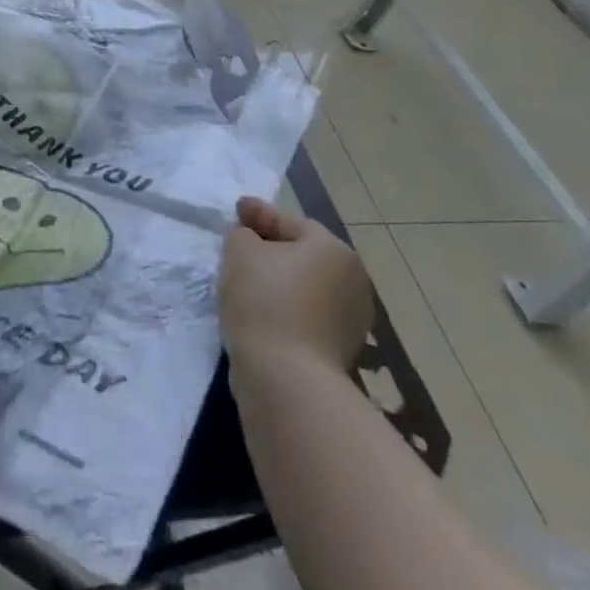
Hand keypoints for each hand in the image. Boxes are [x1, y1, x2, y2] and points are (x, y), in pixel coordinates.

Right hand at [220, 197, 375, 371]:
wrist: (287, 380)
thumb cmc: (265, 302)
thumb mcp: (240, 251)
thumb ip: (243, 234)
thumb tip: (251, 239)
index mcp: (333, 249)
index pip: (289, 222)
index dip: (259, 213)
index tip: (237, 208)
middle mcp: (352, 280)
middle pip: (302, 254)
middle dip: (272, 248)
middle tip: (240, 246)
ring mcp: (351, 319)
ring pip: (305, 286)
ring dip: (280, 282)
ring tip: (247, 283)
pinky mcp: (341, 351)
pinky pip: (307, 315)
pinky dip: (287, 309)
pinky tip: (262, 312)